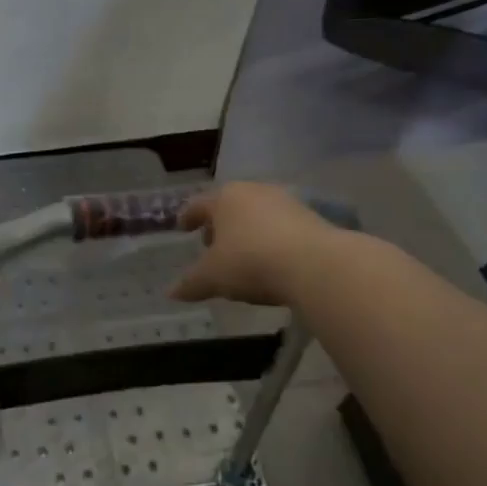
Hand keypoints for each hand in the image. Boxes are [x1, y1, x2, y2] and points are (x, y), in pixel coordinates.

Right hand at [168, 182, 332, 305]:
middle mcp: (254, 192)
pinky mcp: (312, 218)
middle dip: (219, 225)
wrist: (316, 265)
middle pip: (229, 206)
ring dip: (247, 232)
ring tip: (243, 256)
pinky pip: (281, 227)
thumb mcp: (213, 277)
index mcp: (224, 198)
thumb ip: (191, 283)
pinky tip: (272, 261)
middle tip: (211, 245)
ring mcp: (286, 202)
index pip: (198, 205)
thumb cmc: (251, 262)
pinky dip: (271, 240)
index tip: (183, 227)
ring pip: (257, 215)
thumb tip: (171, 293)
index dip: (188, 217)